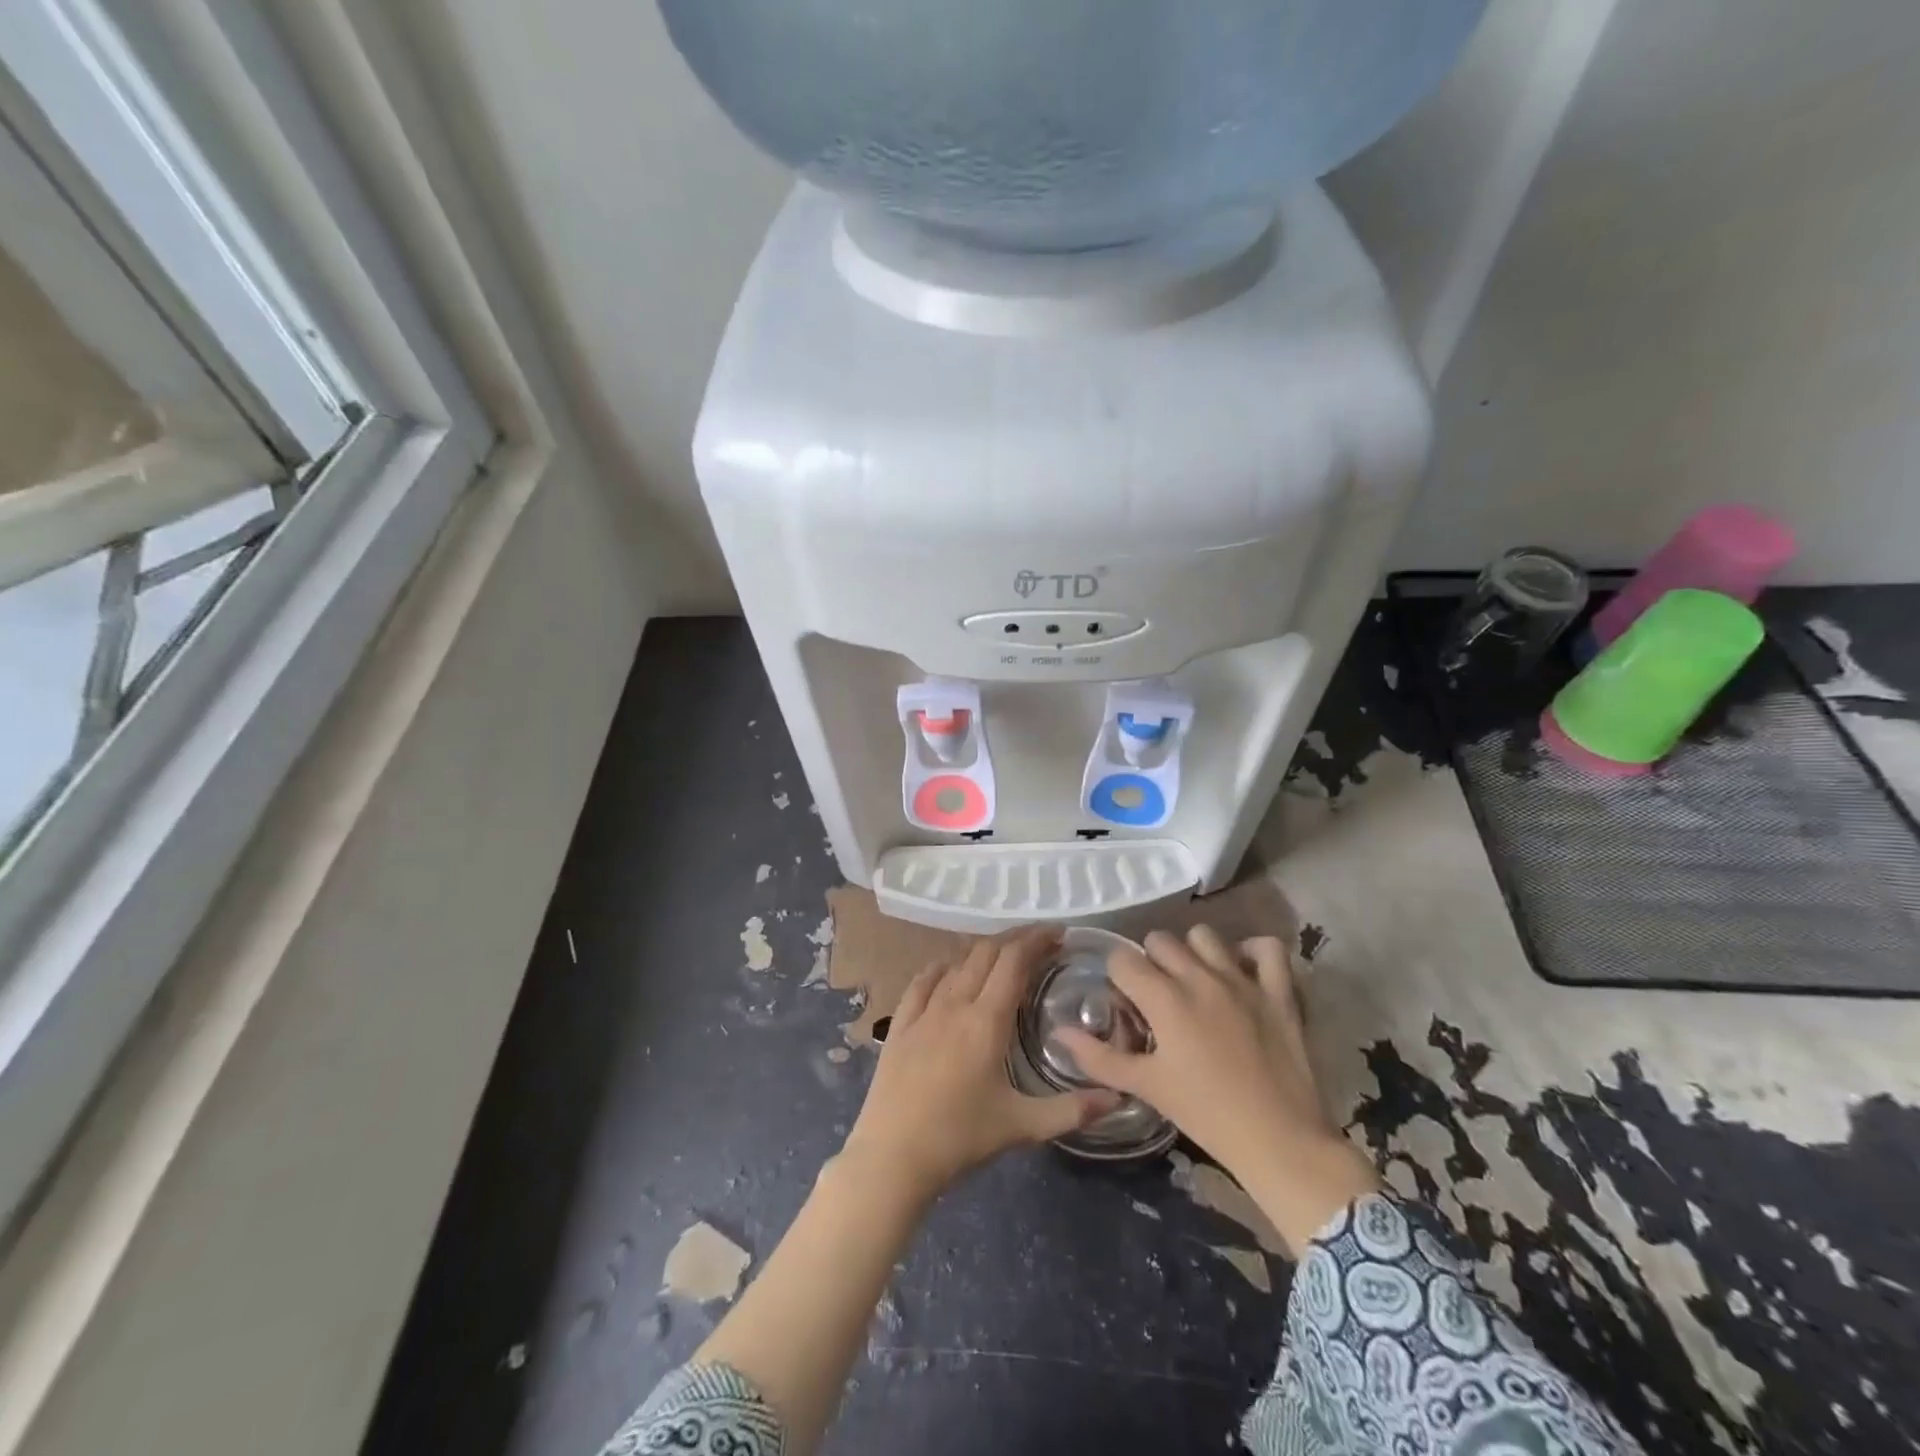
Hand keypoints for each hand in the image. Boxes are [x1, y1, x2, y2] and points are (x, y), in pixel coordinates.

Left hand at [841, 928, 1119, 1205]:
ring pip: (955, 961)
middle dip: (1015, 938)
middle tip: (1040, 941)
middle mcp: (954, 1003)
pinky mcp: (900, 1023)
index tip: (1058, 933)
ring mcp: (923, 1011)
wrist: (892, 1157)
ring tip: (1003, 954)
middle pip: (986, 952)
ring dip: (982, 949)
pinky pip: (922, 980)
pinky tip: (950, 968)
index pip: (1014, 961)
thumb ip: (1072, 1110)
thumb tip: (1118, 1096)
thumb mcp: (1023, 1126)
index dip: (1036, 939)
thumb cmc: (960, 1138)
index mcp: (986, 1020)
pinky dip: (943, 965)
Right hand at [1053, 925, 1379, 1256]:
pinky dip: (1252, 952)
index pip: (1123, 959)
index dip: (1117, 976)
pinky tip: (1242, 970)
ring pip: (1205, 935)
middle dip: (1150, 961)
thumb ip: (1098, 1057)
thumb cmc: (1206, 1115)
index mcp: (1164, 999)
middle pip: (1159, 940)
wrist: (1280, 1141)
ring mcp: (1242, 979)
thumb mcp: (1146, 1087)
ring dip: (1193, 952)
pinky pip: (1267, 947)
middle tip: (1157, 995)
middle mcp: (1199, 977)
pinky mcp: (1279, 990)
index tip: (1125, 1001)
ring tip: (1195, 982)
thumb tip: (1059, 1033)